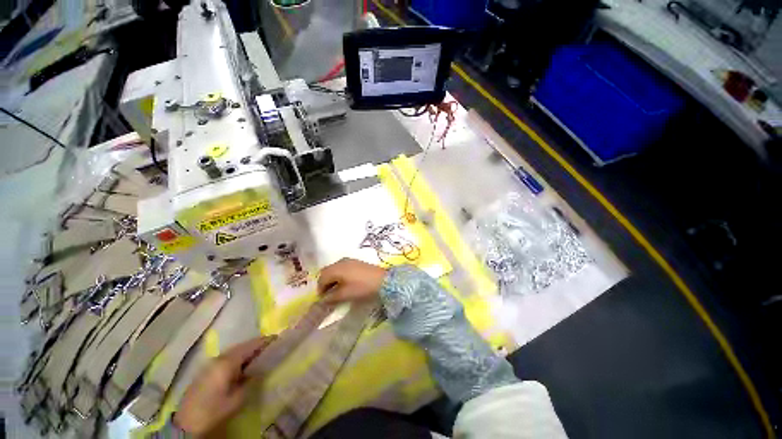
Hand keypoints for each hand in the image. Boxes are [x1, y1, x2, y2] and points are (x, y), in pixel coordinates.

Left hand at [173, 336, 275, 435]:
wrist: (185, 424)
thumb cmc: (213, 410)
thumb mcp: (237, 399)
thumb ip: (252, 381)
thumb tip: (262, 370)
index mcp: (228, 361)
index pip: (251, 345)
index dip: (265, 341)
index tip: (278, 340)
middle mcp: (220, 358)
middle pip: (243, 346)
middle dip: (257, 346)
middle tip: (272, 348)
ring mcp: (212, 364)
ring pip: (235, 352)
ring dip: (248, 352)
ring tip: (261, 357)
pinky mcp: (207, 371)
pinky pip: (228, 359)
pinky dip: (239, 358)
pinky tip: (244, 367)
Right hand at [317, 258, 386, 303]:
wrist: (383, 280)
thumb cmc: (362, 287)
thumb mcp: (346, 294)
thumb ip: (332, 297)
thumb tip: (323, 300)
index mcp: (336, 268)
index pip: (322, 278)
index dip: (320, 289)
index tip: (323, 300)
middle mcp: (340, 261)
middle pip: (327, 271)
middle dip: (325, 283)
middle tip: (328, 295)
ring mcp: (349, 260)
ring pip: (334, 269)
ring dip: (332, 279)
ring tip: (336, 291)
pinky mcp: (356, 262)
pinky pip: (342, 268)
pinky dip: (339, 275)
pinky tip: (345, 284)